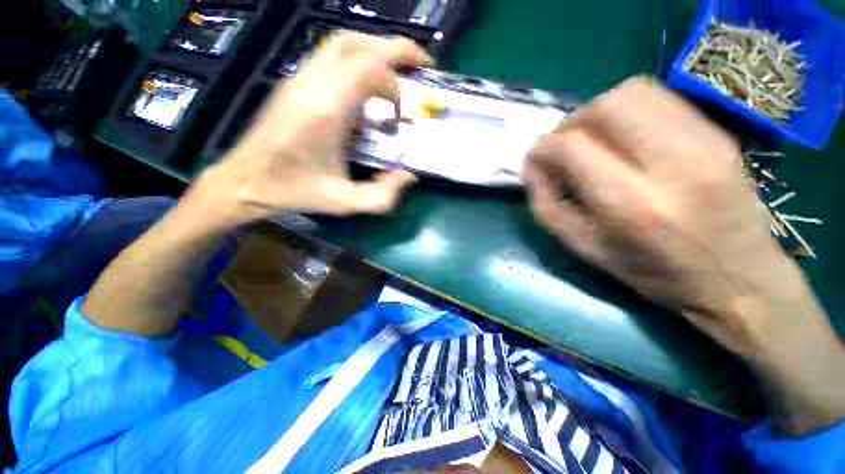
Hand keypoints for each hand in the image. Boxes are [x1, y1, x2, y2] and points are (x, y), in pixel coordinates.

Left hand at [199, 32, 433, 227]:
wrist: (246, 179)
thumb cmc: (295, 191)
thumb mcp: (343, 203)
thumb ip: (381, 197)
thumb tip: (409, 177)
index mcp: (325, 111)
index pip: (369, 70)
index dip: (395, 87)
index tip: (401, 114)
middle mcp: (311, 84)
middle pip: (358, 43)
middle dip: (398, 49)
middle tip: (422, 65)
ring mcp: (299, 78)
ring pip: (343, 42)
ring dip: (377, 49)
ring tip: (398, 70)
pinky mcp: (294, 82)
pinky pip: (330, 54)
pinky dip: (358, 59)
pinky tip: (367, 85)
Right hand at [523, 78, 843, 433]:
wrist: (738, 286)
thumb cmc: (649, 279)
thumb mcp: (580, 251)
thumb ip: (548, 205)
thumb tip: (532, 169)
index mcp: (625, 203)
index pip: (567, 145)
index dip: (542, 147)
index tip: (534, 159)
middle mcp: (664, 161)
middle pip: (602, 106)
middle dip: (571, 122)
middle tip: (562, 148)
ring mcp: (698, 141)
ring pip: (630, 93)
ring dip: (598, 114)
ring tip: (591, 145)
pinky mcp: (714, 135)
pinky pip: (655, 101)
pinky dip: (626, 114)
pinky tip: (624, 142)